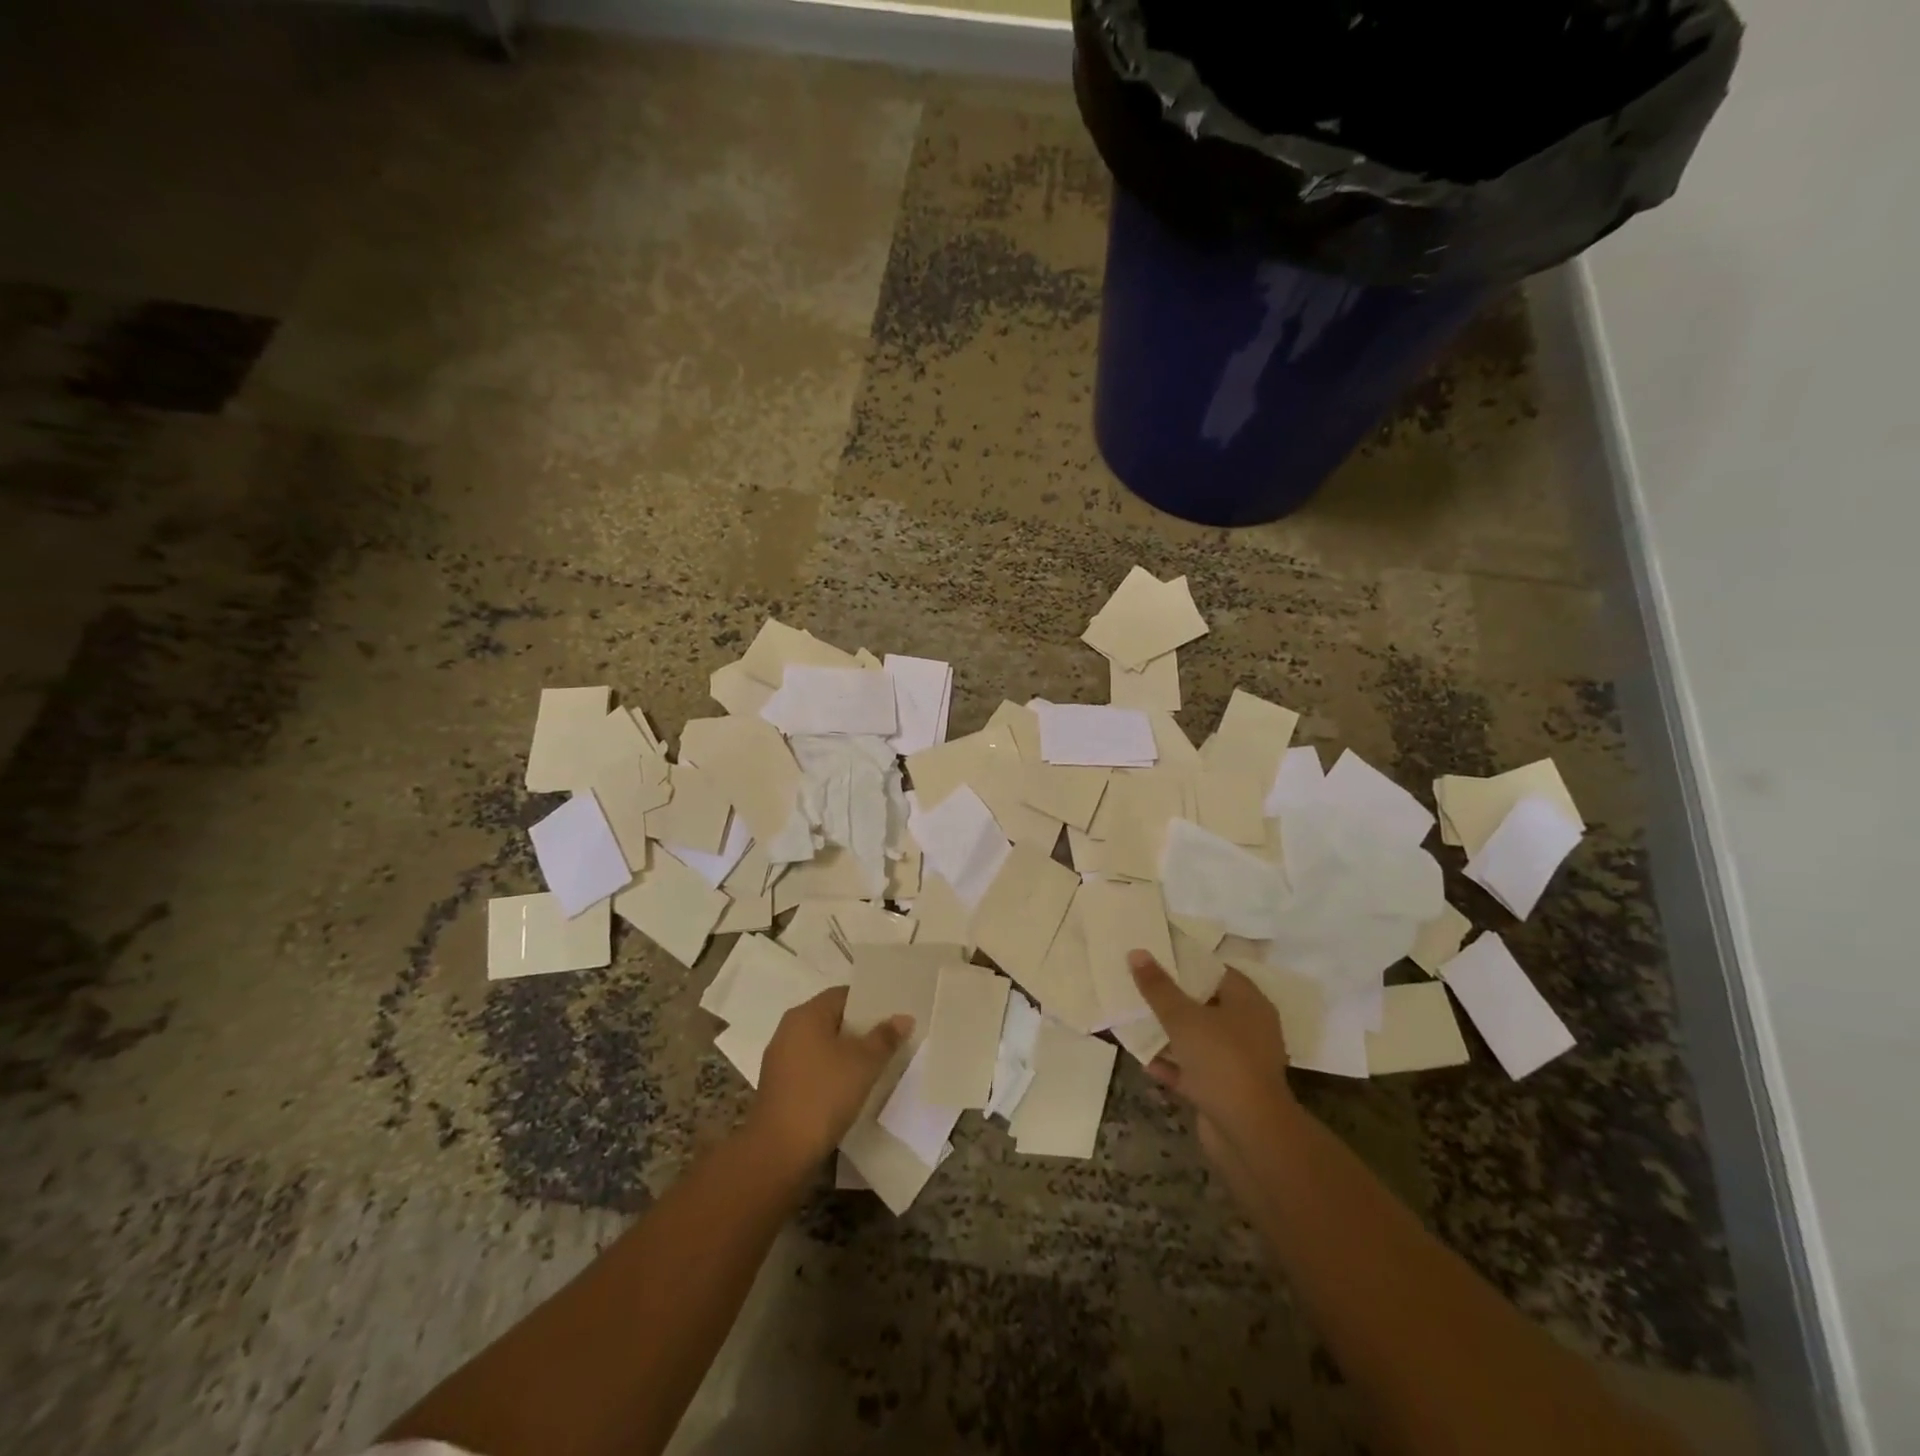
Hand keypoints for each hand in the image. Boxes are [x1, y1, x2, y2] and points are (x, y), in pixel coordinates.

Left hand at [746, 986, 911, 1167]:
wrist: (779, 1151)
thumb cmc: (823, 1095)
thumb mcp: (863, 1064)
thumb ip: (885, 1037)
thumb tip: (903, 1017)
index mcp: (806, 1014)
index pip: (842, 994)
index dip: (869, 1002)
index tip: (893, 1014)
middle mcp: (789, 1029)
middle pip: (831, 1019)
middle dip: (860, 1029)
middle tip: (889, 1039)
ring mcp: (780, 1059)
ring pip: (821, 1045)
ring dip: (846, 1052)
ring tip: (875, 1064)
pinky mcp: (779, 1086)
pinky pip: (812, 1067)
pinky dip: (831, 1071)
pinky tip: (850, 1087)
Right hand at [1129, 950, 1298, 1153]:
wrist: (1249, 1134)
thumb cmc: (1221, 1060)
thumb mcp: (1183, 1017)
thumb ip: (1158, 987)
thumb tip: (1137, 952)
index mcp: (1248, 1003)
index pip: (1217, 971)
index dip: (1186, 963)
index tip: (1155, 956)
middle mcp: (1247, 1029)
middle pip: (1205, 1004)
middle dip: (1173, 997)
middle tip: (1139, 984)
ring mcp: (1236, 1062)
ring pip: (1198, 1039)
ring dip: (1169, 1033)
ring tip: (1135, 1018)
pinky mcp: (1224, 1091)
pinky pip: (1192, 1070)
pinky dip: (1171, 1064)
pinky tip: (1143, 1059)